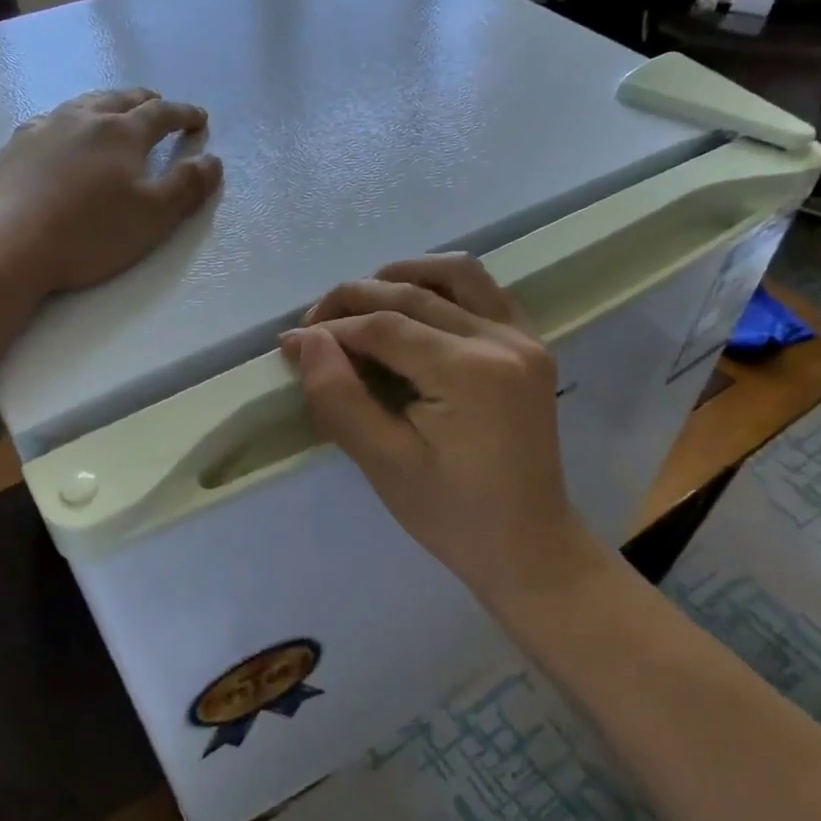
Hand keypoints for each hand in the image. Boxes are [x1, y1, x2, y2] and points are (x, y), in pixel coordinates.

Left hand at [0, 87, 221, 296]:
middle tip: (160, 105)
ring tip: (115, 111)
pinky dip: (72, 120)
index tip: (199, 118)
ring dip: (108, 103)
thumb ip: (187, 186)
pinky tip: (64, 132)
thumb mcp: (154, 217)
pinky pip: (52, 119)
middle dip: (146, 101)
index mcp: (123, 133)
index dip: (184, 114)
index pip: (162, 114)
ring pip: (85, 103)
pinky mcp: (17, 145)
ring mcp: (46, 127)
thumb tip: (212, 160)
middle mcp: (85, 118)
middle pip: (122, 99)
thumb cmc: (91, 233)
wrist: (9, 243)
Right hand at [280, 255, 599, 608]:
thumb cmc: (451, 514)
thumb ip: (340, 397)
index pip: (384, 327)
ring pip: (457, 274)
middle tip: (313, 322)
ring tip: (362, 300)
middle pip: (414, 292)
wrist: (527, 545)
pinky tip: (414, 306)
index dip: (331, 329)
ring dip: (403, 275)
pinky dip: (444, 286)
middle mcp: (501, 340)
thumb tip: (305, 341)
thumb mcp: (384, 463)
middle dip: (355, 299)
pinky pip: (485, 293)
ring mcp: (523, 339)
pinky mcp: (531, 347)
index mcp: (468, 372)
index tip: (290, 343)